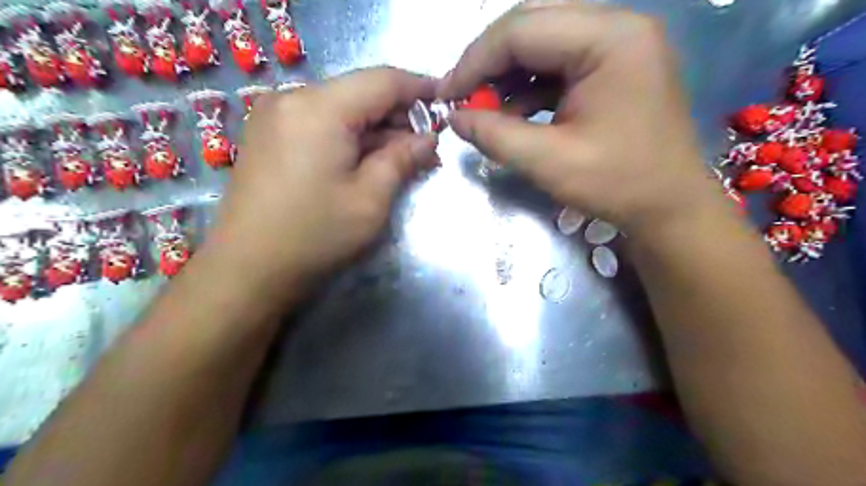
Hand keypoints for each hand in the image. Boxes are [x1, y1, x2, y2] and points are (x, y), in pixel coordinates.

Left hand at [208, 68, 436, 289]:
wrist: (247, 269)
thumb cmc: (315, 235)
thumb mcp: (370, 199)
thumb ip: (402, 159)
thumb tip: (428, 138)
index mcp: (319, 108)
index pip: (382, 81)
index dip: (419, 88)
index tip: (445, 100)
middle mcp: (292, 99)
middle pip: (360, 92)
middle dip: (398, 115)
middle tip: (427, 146)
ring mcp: (275, 116)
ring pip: (341, 108)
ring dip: (376, 130)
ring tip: (404, 158)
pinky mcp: (268, 135)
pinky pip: (321, 123)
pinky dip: (350, 137)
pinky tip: (368, 160)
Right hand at [437, 0, 725, 235]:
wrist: (670, 206)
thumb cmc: (619, 184)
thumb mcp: (549, 162)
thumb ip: (495, 135)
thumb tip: (455, 118)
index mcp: (610, 39)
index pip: (522, 29)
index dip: (474, 61)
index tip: (446, 96)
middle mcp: (617, 26)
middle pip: (532, 25)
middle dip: (488, 62)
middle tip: (462, 97)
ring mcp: (618, 44)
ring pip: (542, 42)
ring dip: (506, 74)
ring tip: (483, 108)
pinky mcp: (613, 65)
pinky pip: (558, 63)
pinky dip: (528, 86)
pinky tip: (511, 113)